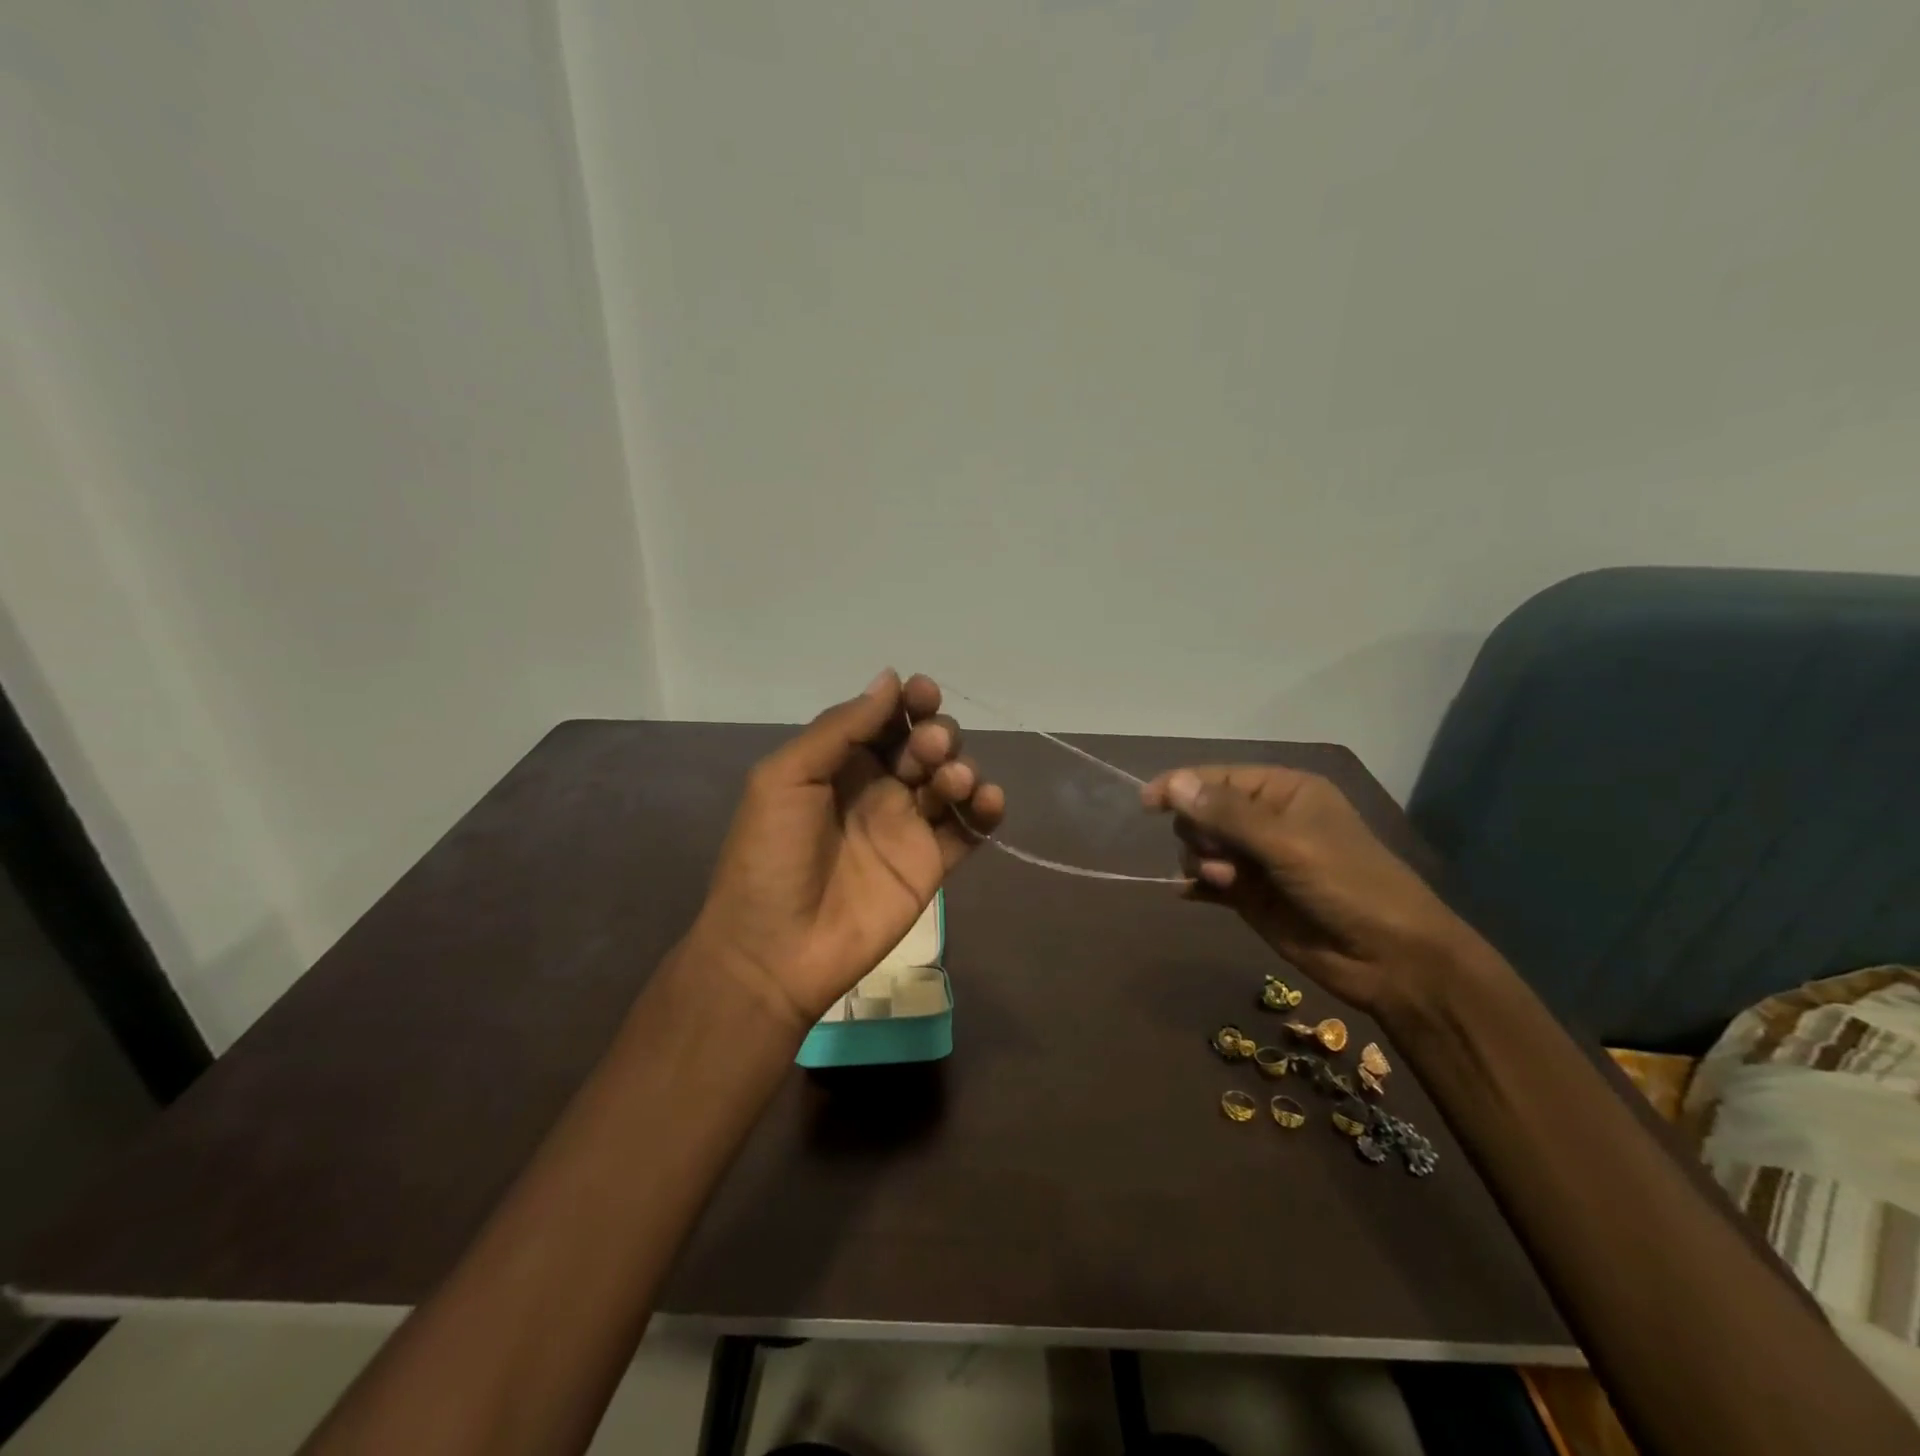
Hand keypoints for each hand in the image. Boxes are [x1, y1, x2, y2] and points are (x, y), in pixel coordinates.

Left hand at [689, 671, 1004, 1029]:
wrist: (774, 950)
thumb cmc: (769, 856)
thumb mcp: (786, 778)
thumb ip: (840, 728)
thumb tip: (890, 678)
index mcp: (841, 763)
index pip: (886, 719)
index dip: (908, 702)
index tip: (923, 693)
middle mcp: (879, 788)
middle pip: (926, 745)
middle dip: (936, 734)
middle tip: (928, 749)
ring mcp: (908, 827)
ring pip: (952, 780)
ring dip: (961, 767)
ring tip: (951, 780)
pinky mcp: (932, 864)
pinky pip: (970, 829)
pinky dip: (986, 809)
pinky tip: (986, 801)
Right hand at [1140, 765, 1490, 1014]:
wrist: (1391, 960)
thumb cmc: (1347, 885)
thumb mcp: (1287, 843)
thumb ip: (1227, 814)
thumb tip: (1174, 784)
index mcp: (1283, 792)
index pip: (1217, 778)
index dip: (1181, 787)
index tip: (1147, 805)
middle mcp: (1266, 820)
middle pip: (1203, 812)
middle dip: (1201, 833)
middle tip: (1222, 858)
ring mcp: (1257, 860)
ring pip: (1200, 848)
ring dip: (1202, 863)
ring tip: (1226, 882)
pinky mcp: (1250, 896)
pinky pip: (1207, 881)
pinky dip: (1197, 885)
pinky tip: (1192, 894)